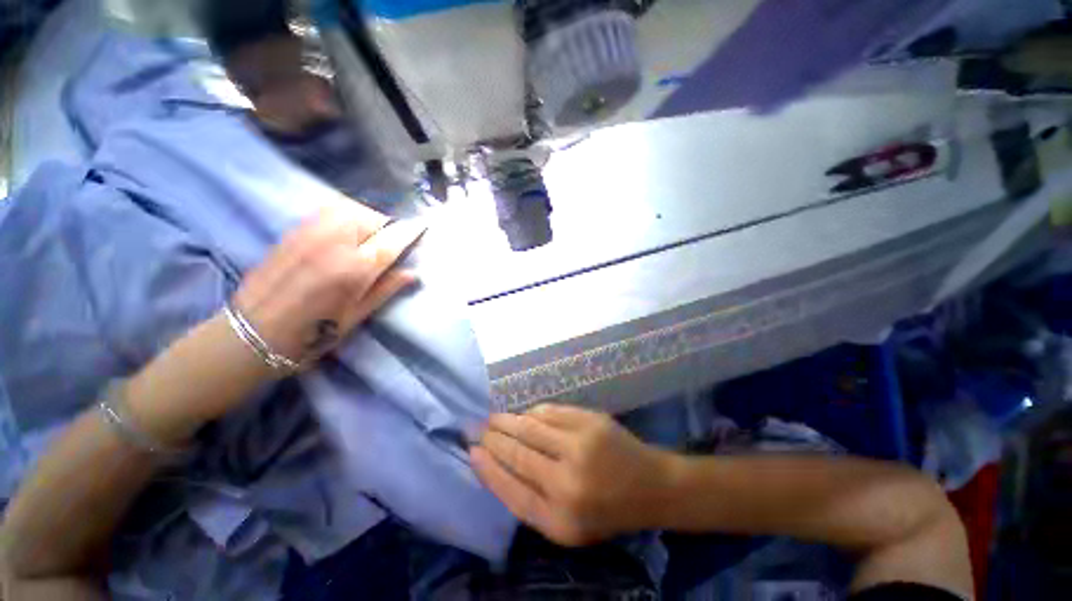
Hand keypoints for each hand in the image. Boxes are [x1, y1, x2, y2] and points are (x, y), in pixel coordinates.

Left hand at [233, 204, 424, 367]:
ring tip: (370, 235)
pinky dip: (345, 215)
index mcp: (354, 269)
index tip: (423, 226)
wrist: (253, 334)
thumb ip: (386, 289)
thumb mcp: (357, 316)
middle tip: (392, 240)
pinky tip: (346, 231)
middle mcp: (334, 244)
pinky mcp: (293, 232)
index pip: (392, 241)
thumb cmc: (313, 334)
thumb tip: (413, 273)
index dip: (410, 232)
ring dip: (367, 217)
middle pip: (371, 218)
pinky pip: (327, 211)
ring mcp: (310, 234)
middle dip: (388, 225)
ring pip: (348, 209)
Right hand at [471, 404, 677, 546]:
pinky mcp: (590, 421)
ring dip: (508, 421)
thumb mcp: (568, 525)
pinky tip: (524, 414)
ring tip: (494, 418)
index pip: (510, 490)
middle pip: (517, 454)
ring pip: (530, 427)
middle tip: (478, 429)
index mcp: (560, 519)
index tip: (472, 452)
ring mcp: (580, 446)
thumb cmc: (607, 511)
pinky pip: (550, 412)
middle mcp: (567, 482)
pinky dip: (532, 412)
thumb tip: (498, 466)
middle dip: (493, 439)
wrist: (650, 485)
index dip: (488, 469)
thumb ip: (532, 501)